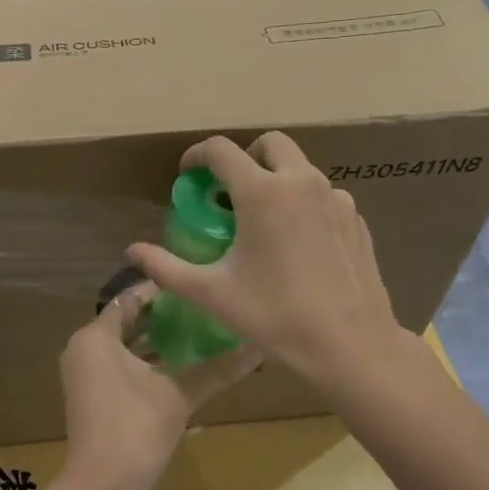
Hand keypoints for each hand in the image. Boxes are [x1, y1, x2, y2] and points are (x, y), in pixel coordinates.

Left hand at [58, 280, 261, 489]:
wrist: (100, 486)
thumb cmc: (135, 428)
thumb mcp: (179, 395)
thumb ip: (216, 369)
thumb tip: (258, 348)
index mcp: (96, 336)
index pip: (131, 298)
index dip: (163, 291)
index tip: (196, 286)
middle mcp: (82, 347)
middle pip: (125, 320)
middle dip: (162, 316)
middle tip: (201, 309)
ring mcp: (82, 372)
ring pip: (121, 344)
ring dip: (153, 340)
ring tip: (196, 332)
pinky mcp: (89, 394)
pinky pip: (116, 364)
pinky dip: (142, 361)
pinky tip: (176, 365)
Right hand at [127, 133, 401, 387]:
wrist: (351, 345)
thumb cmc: (275, 316)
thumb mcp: (212, 293)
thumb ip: (166, 267)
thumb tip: (132, 251)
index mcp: (262, 192)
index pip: (221, 150)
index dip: (196, 156)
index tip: (187, 176)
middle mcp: (301, 182)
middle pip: (269, 144)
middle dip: (244, 158)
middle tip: (228, 192)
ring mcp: (336, 198)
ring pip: (300, 169)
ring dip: (276, 180)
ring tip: (263, 222)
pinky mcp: (356, 219)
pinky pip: (323, 196)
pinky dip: (303, 204)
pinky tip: (298, 244)